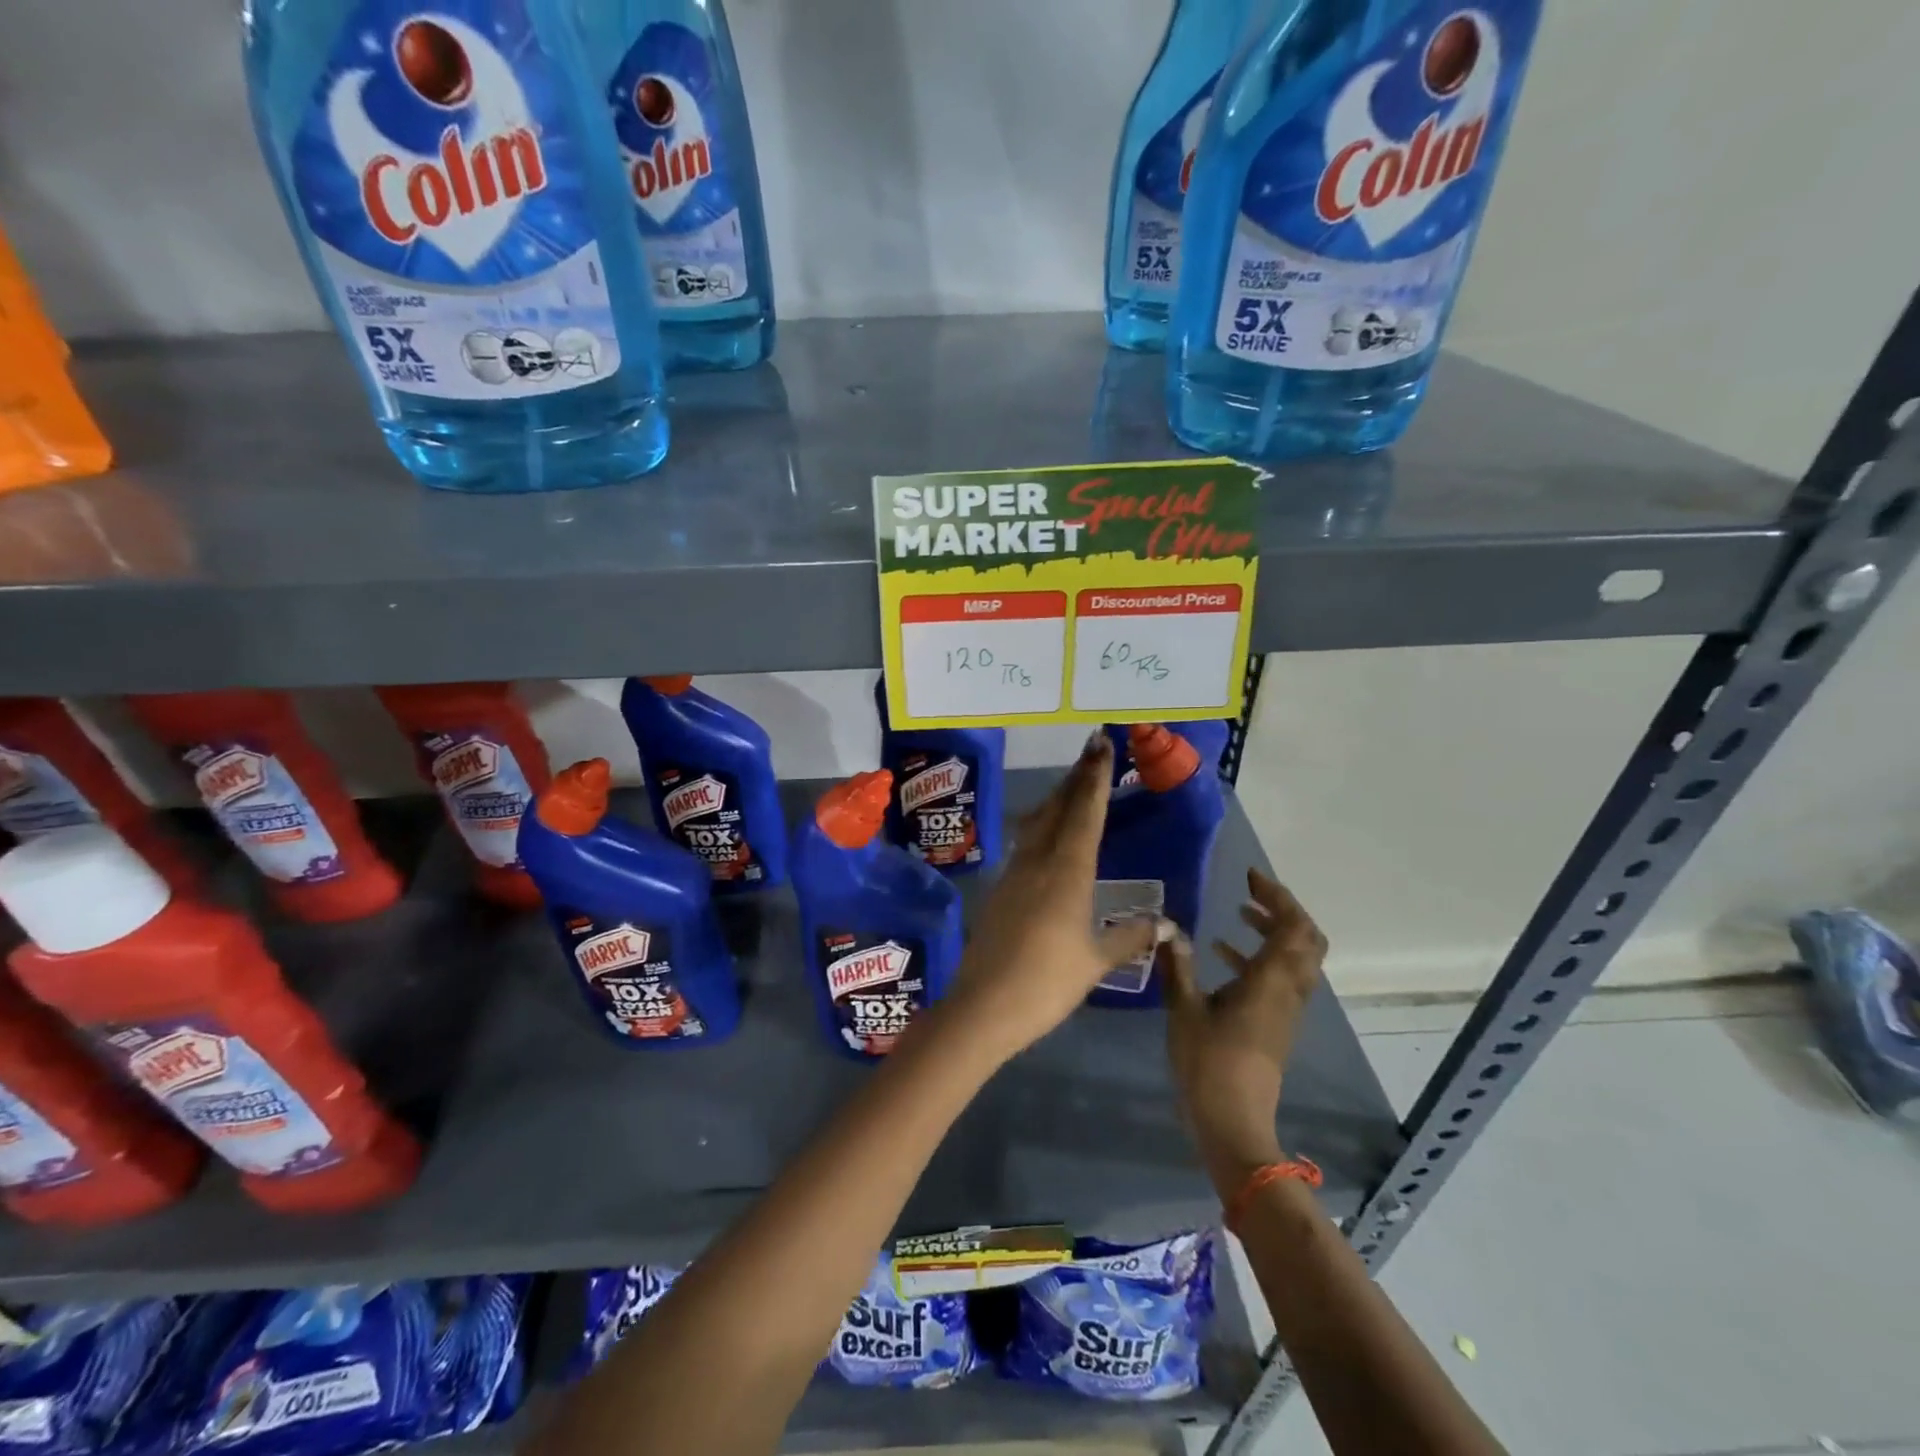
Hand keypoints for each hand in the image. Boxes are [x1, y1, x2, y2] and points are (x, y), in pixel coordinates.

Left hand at [943, 734, 1166, 1061]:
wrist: (983, 1006)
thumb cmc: (1046, 982)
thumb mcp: (1095, 961)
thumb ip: (1130, 937)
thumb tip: (1167, 923)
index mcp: (1067, 871)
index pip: (1084, 812)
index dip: (1095, 777)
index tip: (1101, 744)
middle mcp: (1038, 862)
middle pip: (1057, 808)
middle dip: (1075, 777)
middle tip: (1091, 750)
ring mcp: (1014, 874)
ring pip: (1038, 823)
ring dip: (1056, 799)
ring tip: (1072, 784)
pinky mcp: (1000, 890)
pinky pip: (1025, 844)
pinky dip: (1041, 826)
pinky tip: (1046, 835)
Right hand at [1161, 869, 1326, 1194]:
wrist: (1232, 1122)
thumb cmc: (1209, 1063)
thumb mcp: (1184, 1009)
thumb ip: (1178, 965)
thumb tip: (1168, 928)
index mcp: (1271, 981)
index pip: (1294, 927)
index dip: (1278, 896)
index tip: (1249, 878)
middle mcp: (1287, 991)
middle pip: (1306, 940)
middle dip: (1283, 910)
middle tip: (1250, 893)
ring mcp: (1285, 1010)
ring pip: (1295, 959)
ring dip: (1273, 932)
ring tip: (1239, 914)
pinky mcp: (1274, 1024)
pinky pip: (1279, 978)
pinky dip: (1261, 956)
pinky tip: (1223, 954)